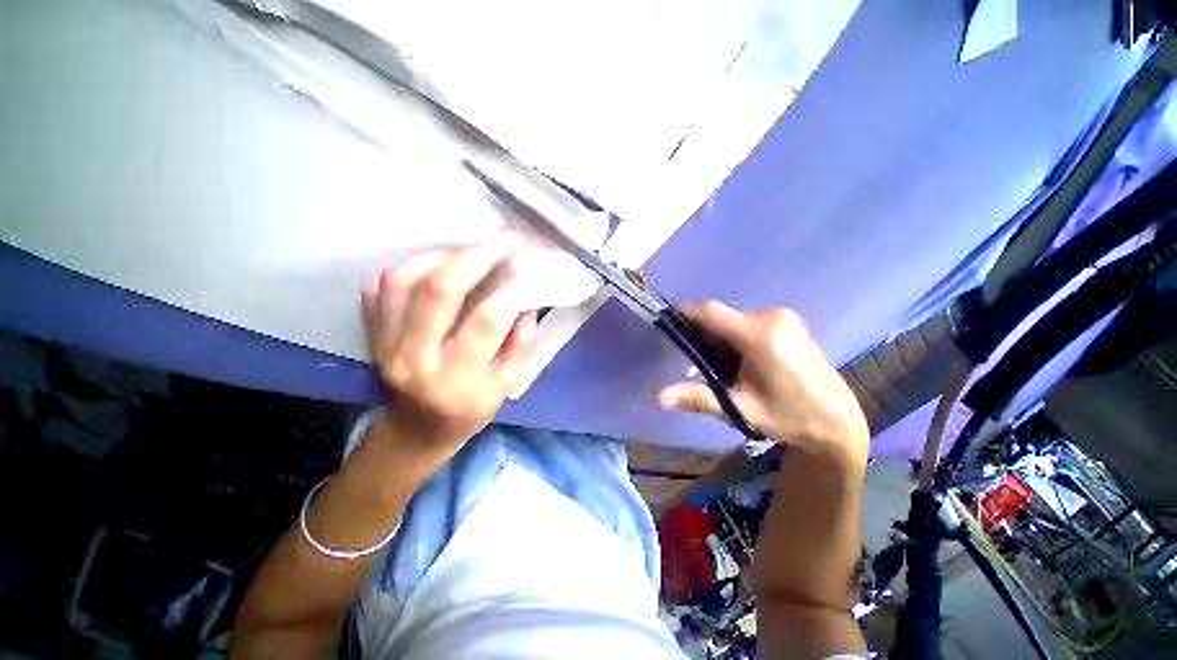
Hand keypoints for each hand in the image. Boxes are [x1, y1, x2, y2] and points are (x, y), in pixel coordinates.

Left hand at [360, 236, 536, 473]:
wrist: (414, 432)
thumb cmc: (467, 413)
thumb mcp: (505, 388)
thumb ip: (520, 346)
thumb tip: (527, 303)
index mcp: (457, 379)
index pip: (486, 321)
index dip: (510, 289)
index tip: (525, 270)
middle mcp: (416, 359)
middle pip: (440, 290)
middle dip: (478, 256)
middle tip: (503, 242)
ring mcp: (386, 345)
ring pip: (404, 280)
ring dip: (441, 257)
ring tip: (468, 254)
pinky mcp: (372, 336)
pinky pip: (381, 288)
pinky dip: (408, 268)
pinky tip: (434, 267)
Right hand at [658, 302, 868, 465]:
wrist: (837, 423)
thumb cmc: (787, 417)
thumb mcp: (739, 409)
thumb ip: (697, 398)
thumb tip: (658, 398)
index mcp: (760, 335)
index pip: (711, 312)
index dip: (686, 312)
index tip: (666, 318)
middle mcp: (773, 317)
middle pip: (723, 315)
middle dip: (704, 330)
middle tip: (693, 354)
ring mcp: (785, 318)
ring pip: (736, 318)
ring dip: (721, 334)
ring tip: (717, 361)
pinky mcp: (791, 323)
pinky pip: (751, 321)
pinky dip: (737, 334)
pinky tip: (740, 358)